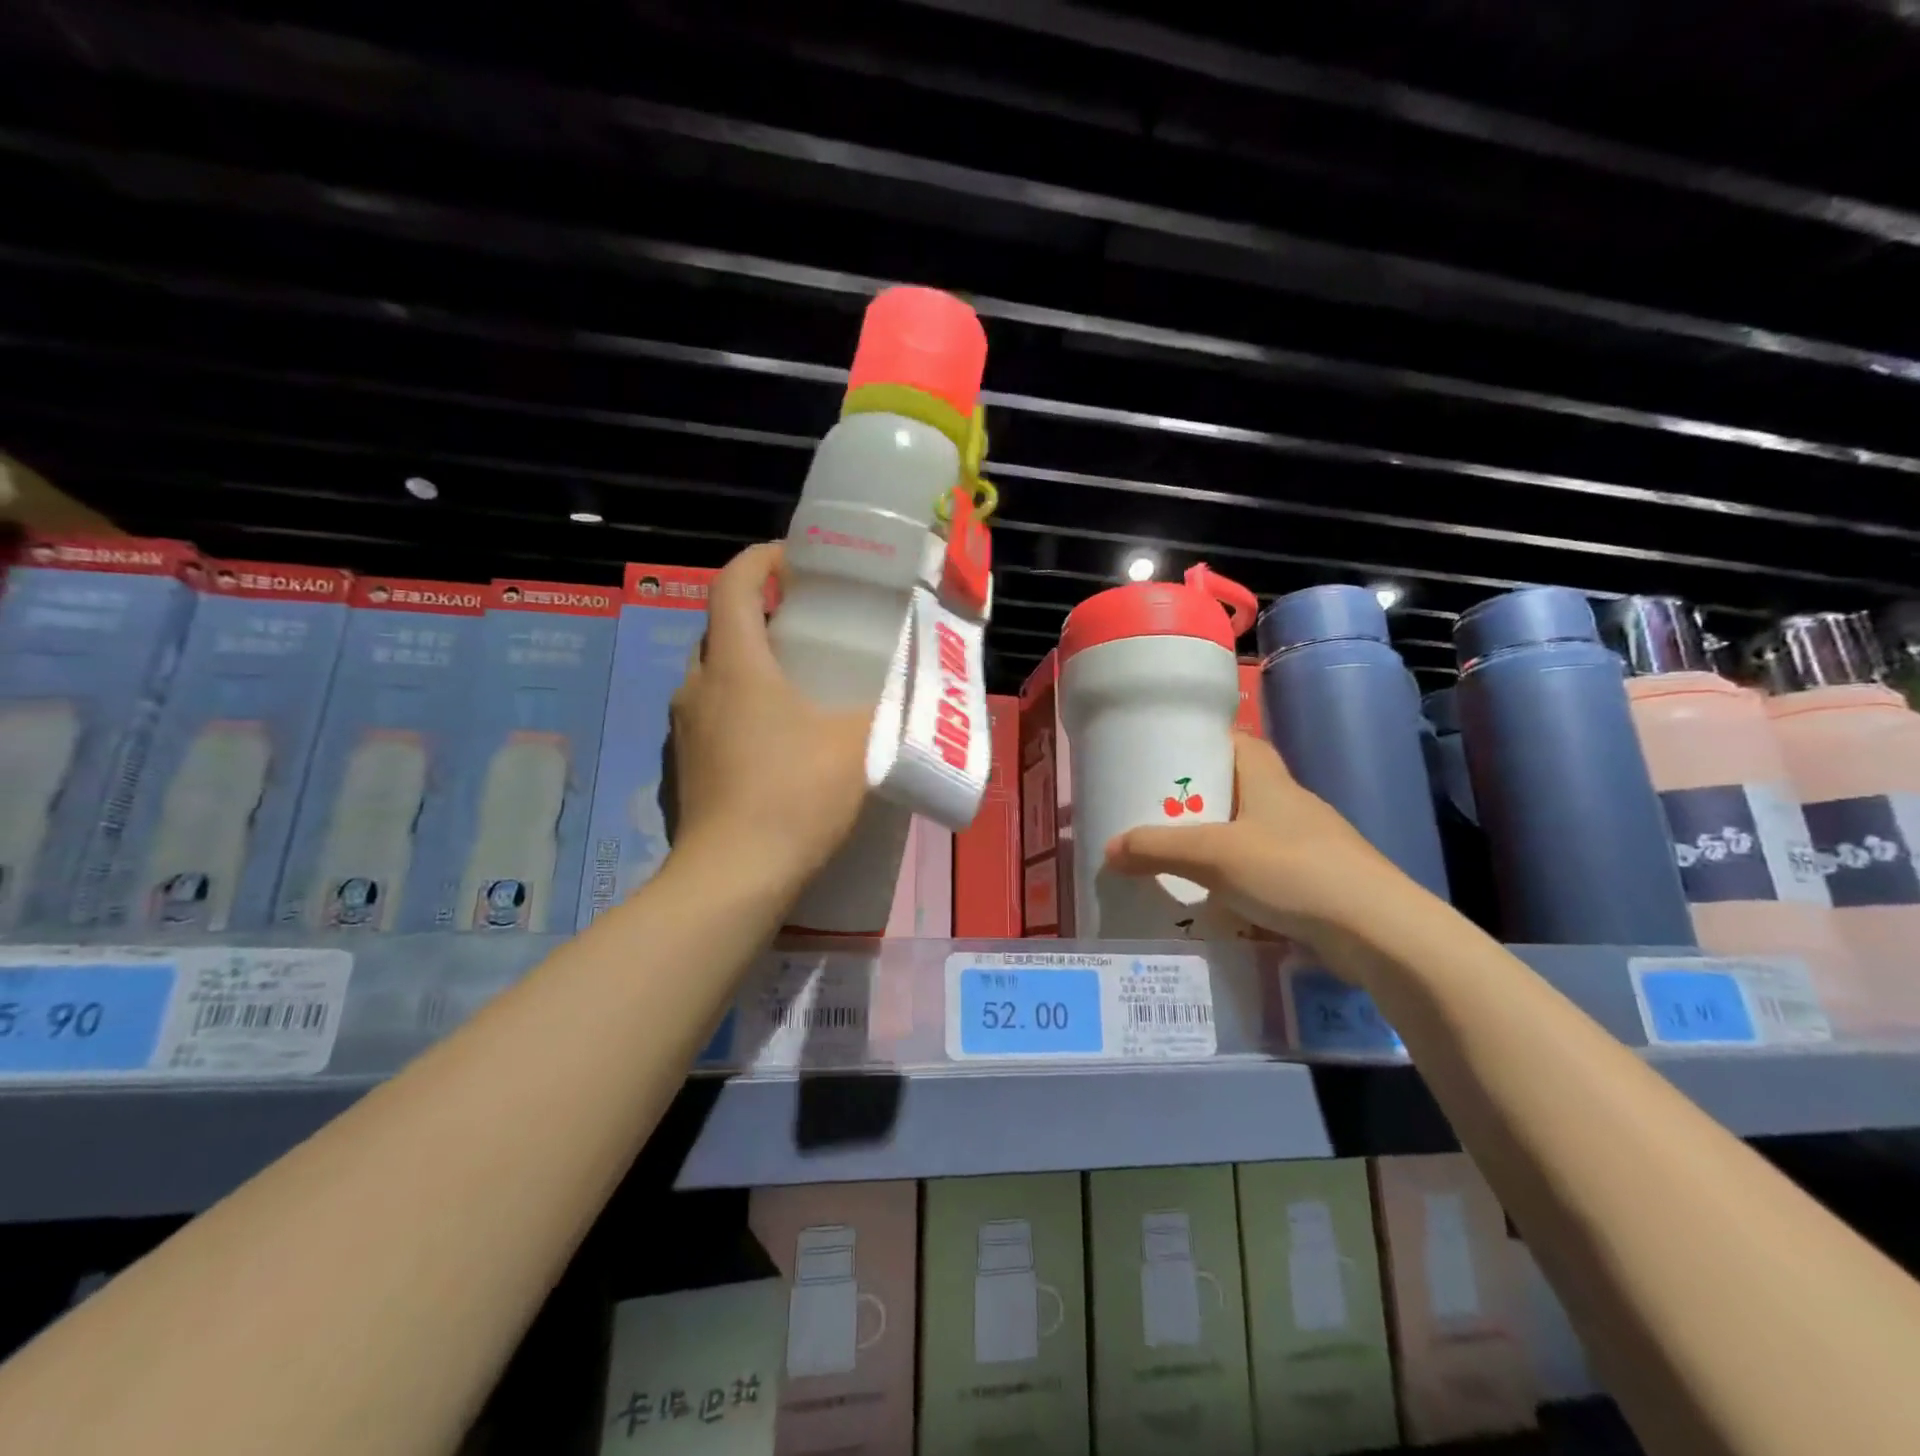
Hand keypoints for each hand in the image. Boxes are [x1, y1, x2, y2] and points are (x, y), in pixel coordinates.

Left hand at [668, 543, 871, 900]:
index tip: (795, 558)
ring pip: (713, 672)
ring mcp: (685, 728)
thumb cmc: (796, 794)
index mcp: (736, 665)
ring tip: (794, 676)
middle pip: (720, 626)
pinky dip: (739, 703)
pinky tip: (775, 733)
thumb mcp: (857, 743)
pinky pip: (711, 712)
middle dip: (757, 611)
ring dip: (747, 661)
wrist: (735, 875)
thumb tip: (907, 687)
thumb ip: (884, 708)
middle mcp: (699, 686)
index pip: (732, 584)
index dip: (760, 559)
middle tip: (805, 621)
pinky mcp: (686, 764)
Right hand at [1104, 732, 1415, 950]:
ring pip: (1252, 833)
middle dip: (1201, 801)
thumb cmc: (1291, 871)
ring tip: (1177, 859)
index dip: (1205, 742)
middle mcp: (1291, 804)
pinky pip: (1267, 870)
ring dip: (1219, 843)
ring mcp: (1310, 844)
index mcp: (1269, 781)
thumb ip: (1156, 849)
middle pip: (1240, 789)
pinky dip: (1240, 879)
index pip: (1238, 742)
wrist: (1377, 930)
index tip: (1169, 756)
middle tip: (1157, 815)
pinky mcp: (1319, 882)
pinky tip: (1216, 900)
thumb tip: (1108, 849)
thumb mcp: (1212, 855)